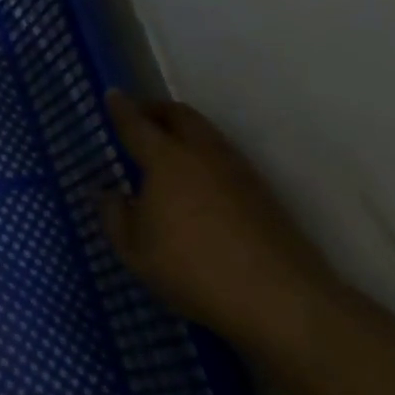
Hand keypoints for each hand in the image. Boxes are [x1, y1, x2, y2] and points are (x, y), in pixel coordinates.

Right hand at [101, 92, 338, 350]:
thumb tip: (112, 194)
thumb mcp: (135, 250)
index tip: (112, 94)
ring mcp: (238, 171)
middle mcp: (202, 153)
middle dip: (156, 110)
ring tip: (166, 148)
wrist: (281, 300)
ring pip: (206, 134)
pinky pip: (223, 158)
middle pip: (179, 115)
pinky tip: (195, 182)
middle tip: (139, 116)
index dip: (121, 108)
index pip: (137, 123)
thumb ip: (116, 216)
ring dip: (183, 131)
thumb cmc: (194, 268)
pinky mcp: (262, 193)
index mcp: (166, 158)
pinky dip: (202, 156)